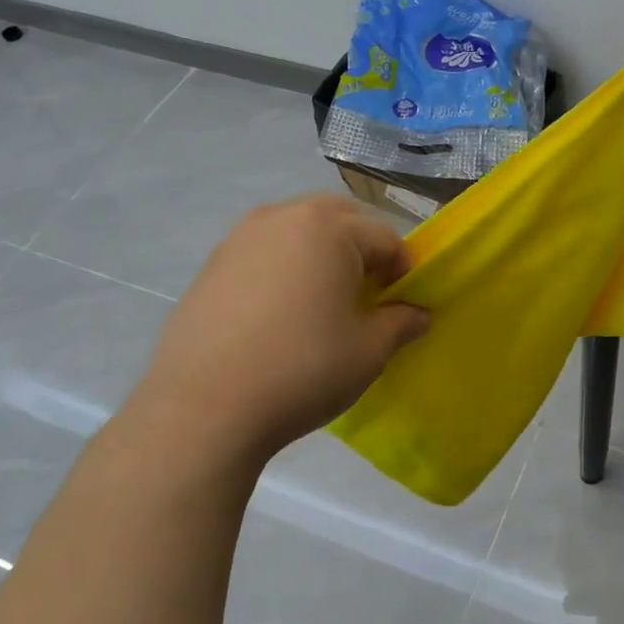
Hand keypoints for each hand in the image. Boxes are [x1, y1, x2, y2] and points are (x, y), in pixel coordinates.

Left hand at [127, 196, 428, 471]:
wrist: (205, 407)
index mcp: (329, 228)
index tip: (402, 305)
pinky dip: (284, 267)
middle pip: (340, 219)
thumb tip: (419, 315)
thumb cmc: (303, 370)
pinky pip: (264, 251)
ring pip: (298, 230)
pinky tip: (280, 313)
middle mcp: (283, 217)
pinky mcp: (212, 264)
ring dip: (321, 253)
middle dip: (362, 249)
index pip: (385, 237)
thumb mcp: (368, 351)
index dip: (403, 271)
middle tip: (367, 294)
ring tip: (322, 301)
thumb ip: (401, 323)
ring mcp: (241, 237)